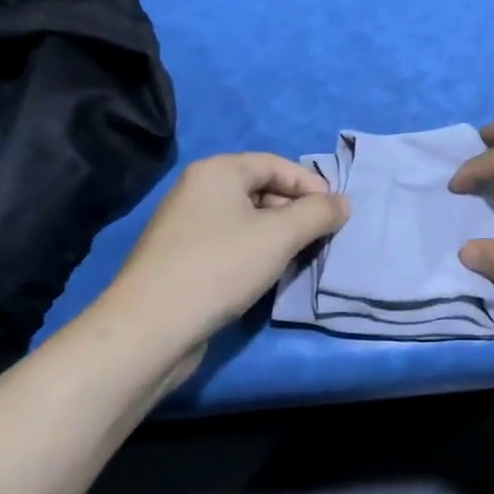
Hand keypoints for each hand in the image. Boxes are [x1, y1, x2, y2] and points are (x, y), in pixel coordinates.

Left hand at [109, 153, 349, 341]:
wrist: (150, 329)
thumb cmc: (220, 267)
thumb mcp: (280, 235)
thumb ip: (319, 214)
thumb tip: (344, 203)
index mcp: (217, 172)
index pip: (275, 164)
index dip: (310, 184)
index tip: (335, 212)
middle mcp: (197, 191)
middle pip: (261, 190)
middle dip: (296, 211)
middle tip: (321, 237)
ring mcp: (185, 227)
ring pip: (246, 220)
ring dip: (278, 235)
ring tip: (299, 257)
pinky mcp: (181, 260)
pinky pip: (230, 244)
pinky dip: (255, 253)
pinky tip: (268, 275)